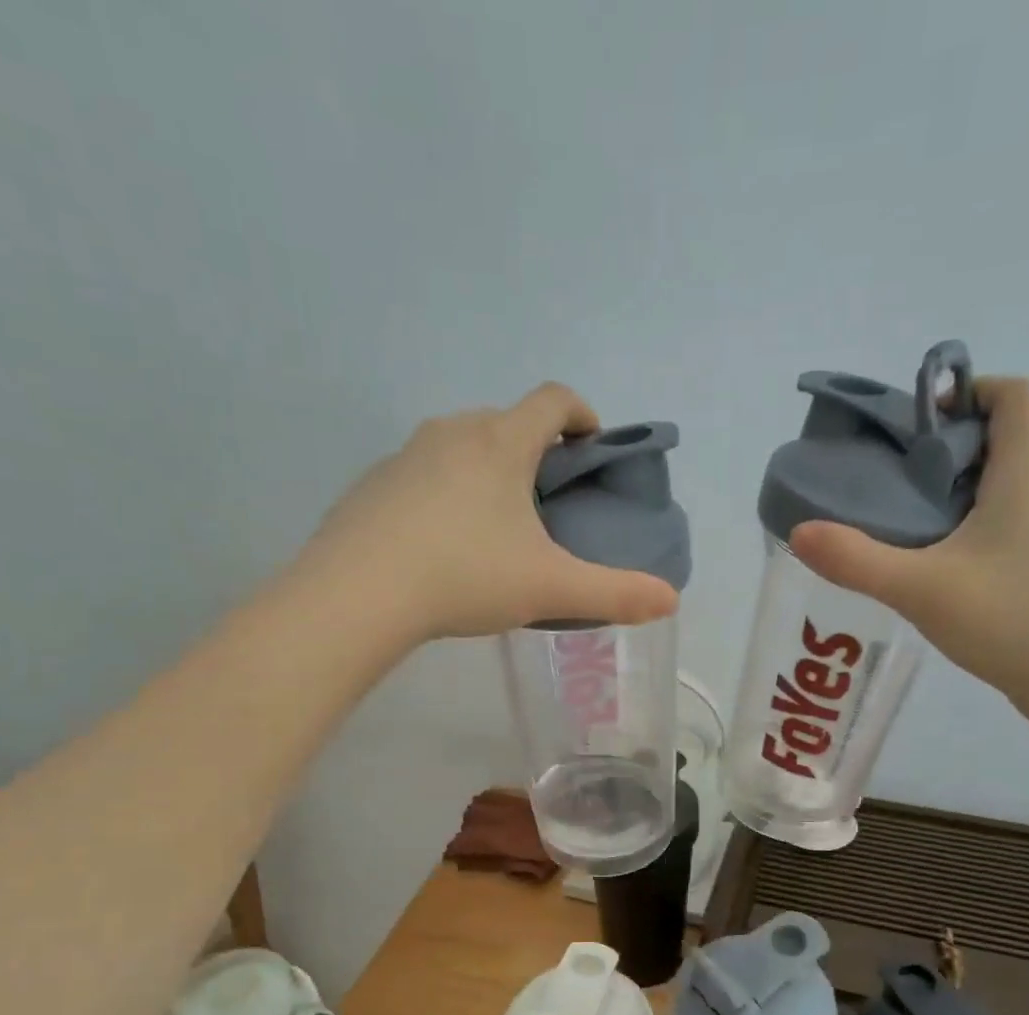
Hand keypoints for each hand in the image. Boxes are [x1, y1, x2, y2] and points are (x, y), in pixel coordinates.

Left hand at [301, 384, 680, 641]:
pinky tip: (442, 545)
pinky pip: (422, 474)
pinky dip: (444, 494)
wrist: (357, 594)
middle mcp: (453, 433)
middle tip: (546, 502)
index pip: (552, 400)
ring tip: (495, 528)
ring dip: (487, 471)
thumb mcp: (549, 588)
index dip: (581, 414)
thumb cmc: (464, 576)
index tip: (591, 446)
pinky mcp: (373, 485)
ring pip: (461, 447)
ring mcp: (405, 455)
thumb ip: (615, 593)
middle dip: (534, 451)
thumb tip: (671, 601)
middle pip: (506, 422)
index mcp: (501, 443)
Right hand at [789, 378, 1028, 707]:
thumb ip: (856, 561)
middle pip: (1011, 440)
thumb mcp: (919, 589)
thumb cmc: (1007, 618)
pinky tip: (957, 568)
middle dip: (956, 448)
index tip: (925, 420)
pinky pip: (1025, 520)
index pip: (1015, 396)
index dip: (972, 391)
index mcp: (1027, 476)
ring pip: (1017, 484)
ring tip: (922, 527)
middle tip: (904, 482)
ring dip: (971, 489)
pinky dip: (988, 524)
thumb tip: (800, 533)